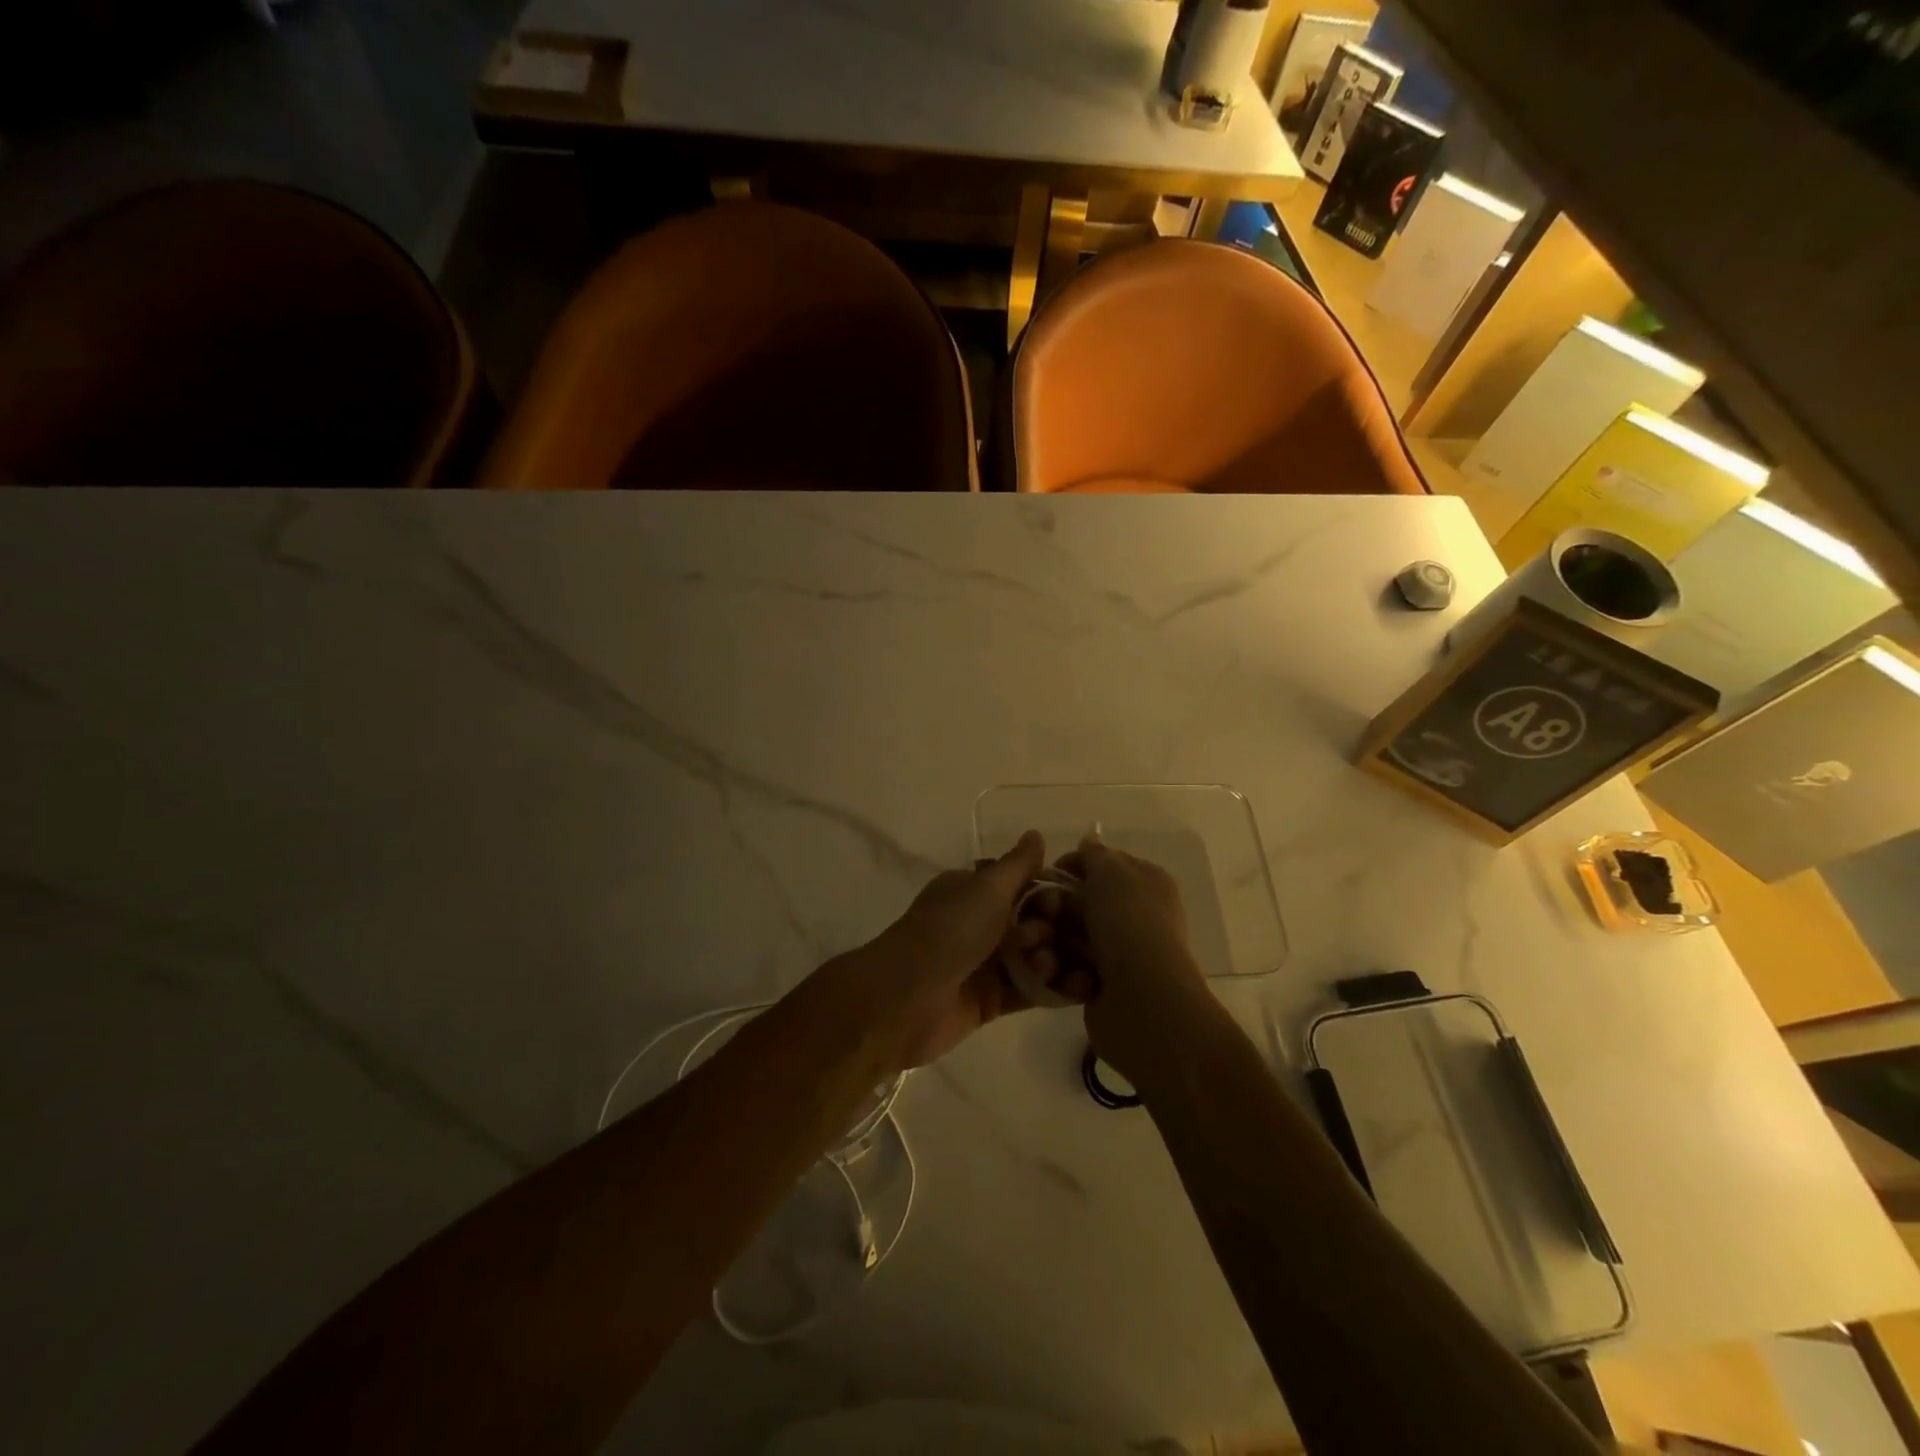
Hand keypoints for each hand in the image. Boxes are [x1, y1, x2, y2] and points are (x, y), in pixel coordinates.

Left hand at [839, 831, 1047, 1069]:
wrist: (908, 997)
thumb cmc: (950, 931)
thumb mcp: (987, 888)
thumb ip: (1018, 864)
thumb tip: (1036, 834)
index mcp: (973, 891)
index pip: (1022, 886)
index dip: (1047, 893)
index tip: (1059, 903)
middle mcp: (980, 924)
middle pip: (1033, 922)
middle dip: (1050, 928)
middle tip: (1041, 938)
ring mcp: (985, 964)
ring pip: (1034, 957)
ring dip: (1053, 959)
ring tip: (1046, 965)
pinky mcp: (992, 1000)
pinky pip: (1031, 991)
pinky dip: (1054, 989)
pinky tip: (1079, 987)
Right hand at [1006, 835, 1208, 1079]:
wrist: (1144, 1002)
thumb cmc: (1128, 926)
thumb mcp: (1111, 873)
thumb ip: (1095, 855)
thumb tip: (1090, 842)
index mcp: (1145, 883)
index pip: (1102, 864)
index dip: (1072, 866)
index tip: (1046, 875)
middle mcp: (1135, 915)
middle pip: (1079, 901)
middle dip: (1052, 908)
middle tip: (1035, 917)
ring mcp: (1119, 952)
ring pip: (1069, 937)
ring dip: (1049, 942)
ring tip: (1039, 952)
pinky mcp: (1102, 985)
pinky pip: (1069, 968)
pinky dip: (1058, 971)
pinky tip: (1053, 974)